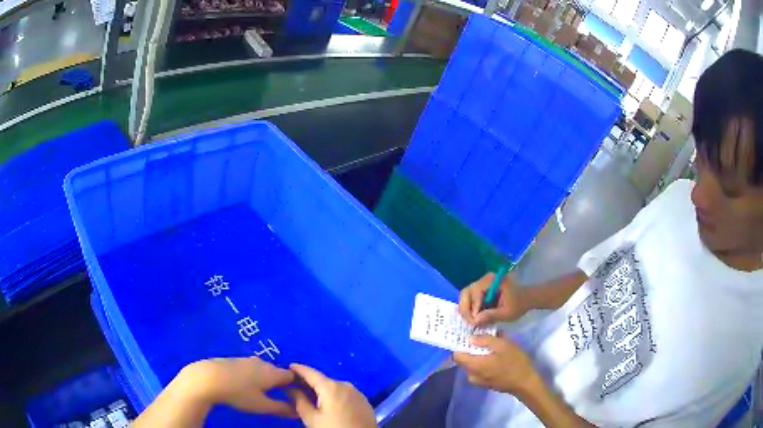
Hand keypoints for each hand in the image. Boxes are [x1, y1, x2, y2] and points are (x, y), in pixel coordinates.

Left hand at [178, 357, 295, 416]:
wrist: (209, 377)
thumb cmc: (239, 393)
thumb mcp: (262, 406)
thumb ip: (282, 409)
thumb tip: (298, 412)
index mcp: (273, 373)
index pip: (291, 376)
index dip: (295, 386)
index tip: (293, 397)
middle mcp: (263, 363)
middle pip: (277, 372)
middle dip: (280, 384)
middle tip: (278, 398)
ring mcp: (248, 360)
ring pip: (263, 370)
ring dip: (265, 380)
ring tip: (261, 393)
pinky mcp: (235, 360)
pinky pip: (251, 368)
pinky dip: (253, 376)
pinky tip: (245, 385)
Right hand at [288, 364, 375, 427]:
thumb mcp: (311, 419)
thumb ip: (299, 401)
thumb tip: (292, 389)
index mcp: (331, 387)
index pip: (311, 373)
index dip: (298, 369)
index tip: (288, 366)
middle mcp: (345, 385)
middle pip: (323, 381)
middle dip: (309, 383)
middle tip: (296, 387)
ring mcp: (357, 392)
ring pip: (334, 388)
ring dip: (322, 391)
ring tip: (310, 398)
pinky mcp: (364, 401)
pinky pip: (344, 394)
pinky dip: (334, 396)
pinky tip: (328, 405)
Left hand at [453, 335, 540, 396]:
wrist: (525, 383)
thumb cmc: (514, 362)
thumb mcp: (503, 345)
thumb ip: (485, 340)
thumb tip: (469, 338)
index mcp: (474, 365)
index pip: (456, 355)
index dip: (459, 344)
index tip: (466, 334)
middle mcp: (471, 375)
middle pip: (464, 359)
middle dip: (470, 348)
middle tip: (480, 336)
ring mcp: (478, 380)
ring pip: (472, 364)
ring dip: (477, 354)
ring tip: (489, 345)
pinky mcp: (485, 383)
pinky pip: (478, 370)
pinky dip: (482, 362)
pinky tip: (494, 355)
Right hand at [459, 272, 530, 325]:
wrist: (526, 299)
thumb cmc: (519, 304)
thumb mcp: (507, 313)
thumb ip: (491, 315)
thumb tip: (475, 320)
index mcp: (493, 281)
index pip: (475, 292)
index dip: (473, 307)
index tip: (475, 321)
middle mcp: (485, 279)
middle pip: (466, 292)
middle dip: (465, 309)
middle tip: (470, 323)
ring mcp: (482, 284)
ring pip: (465, 296)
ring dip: (466, 310)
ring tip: (473, 322)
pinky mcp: (481, 290)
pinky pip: (470, 299)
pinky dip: (470, 309)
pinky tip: (476, 318)